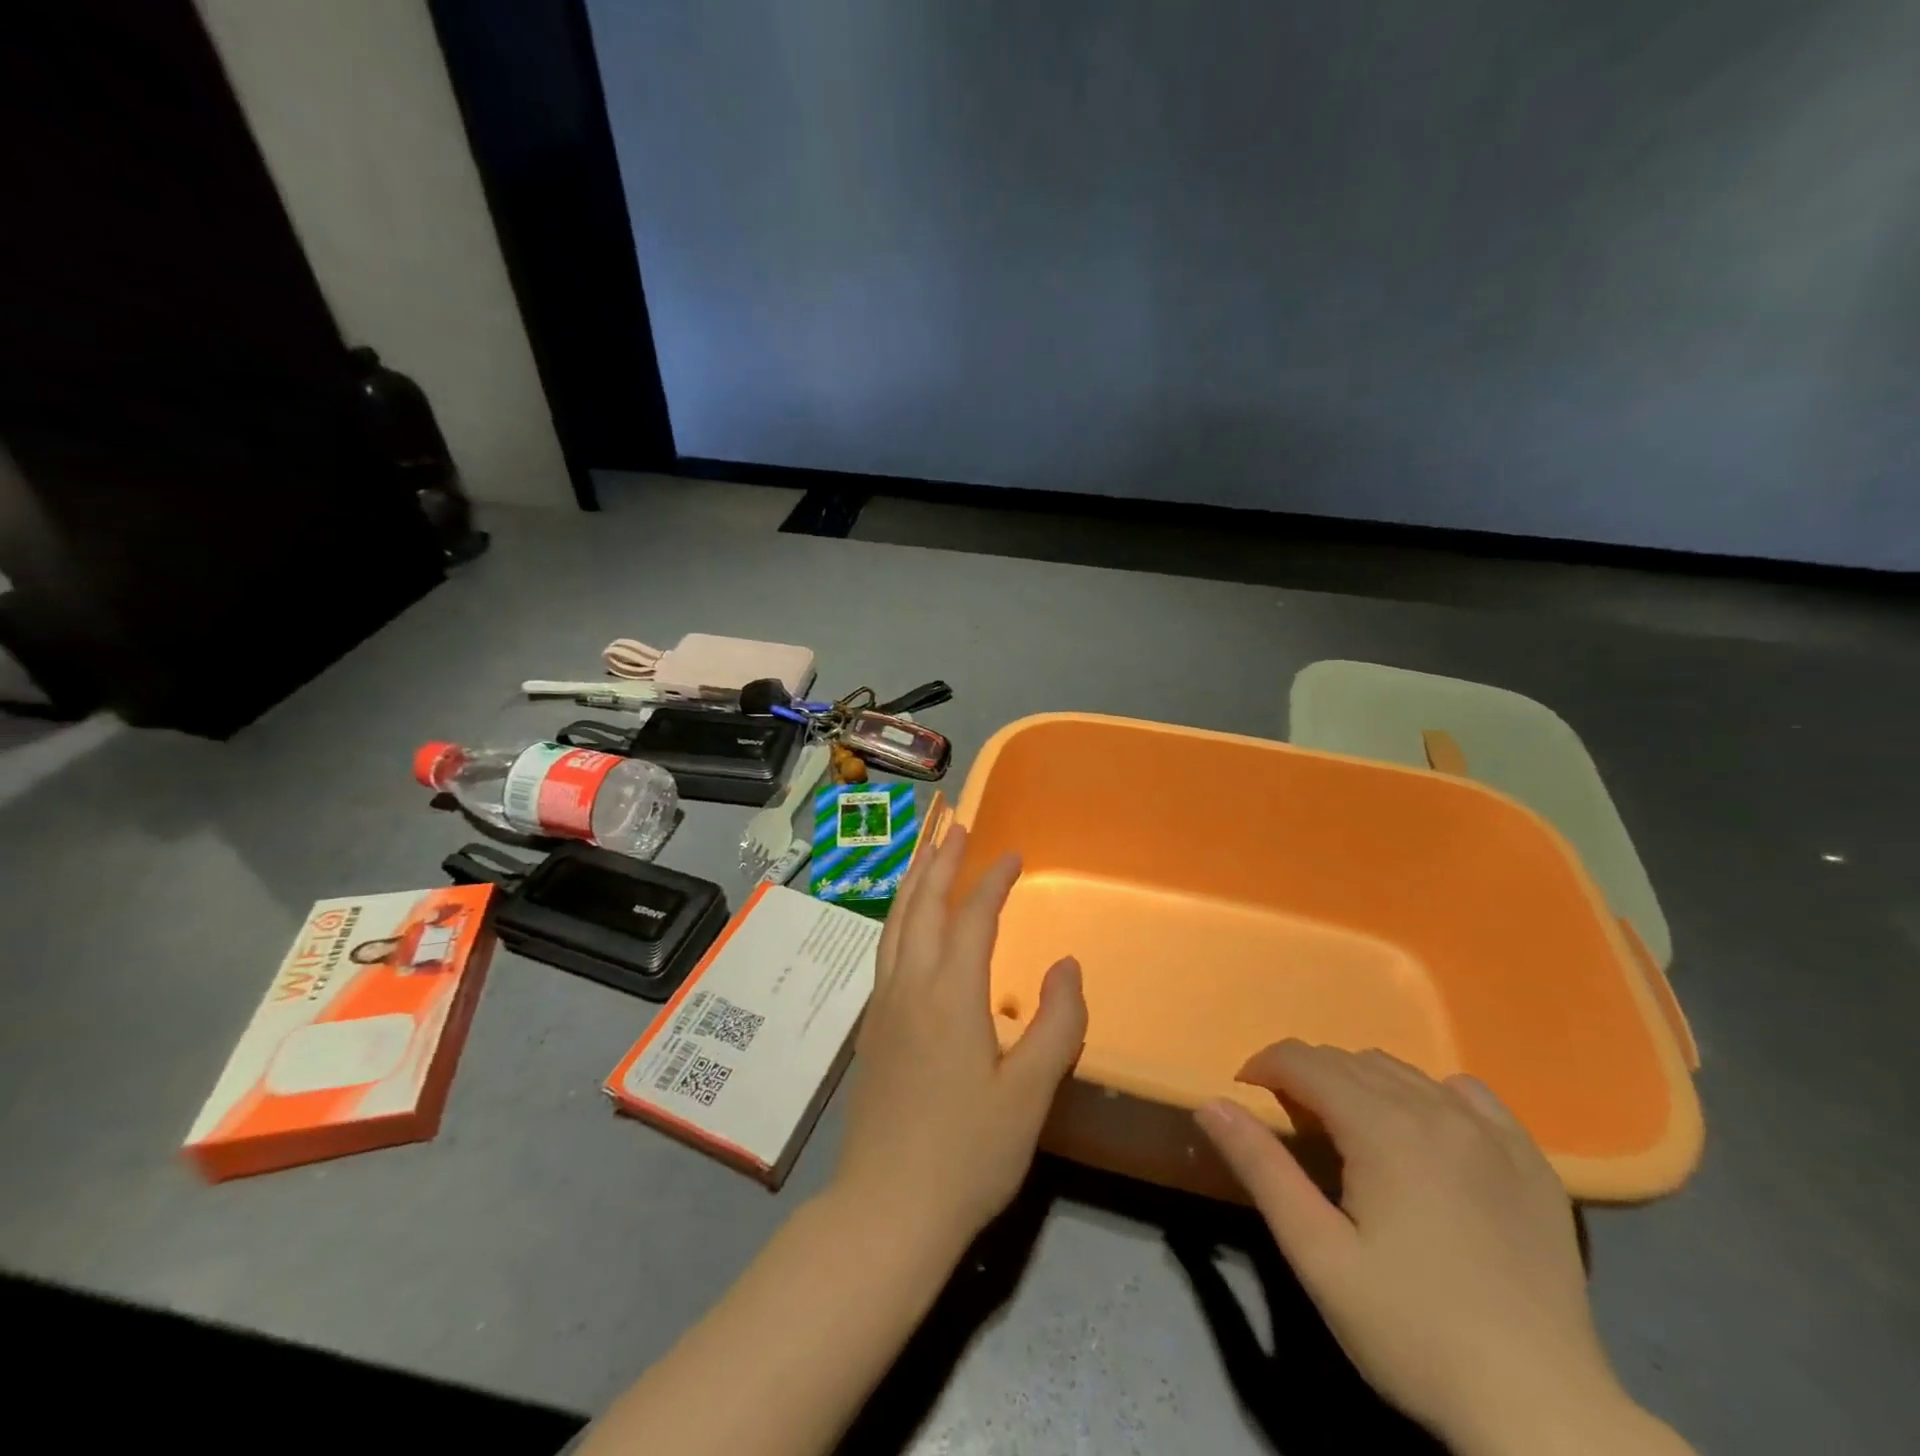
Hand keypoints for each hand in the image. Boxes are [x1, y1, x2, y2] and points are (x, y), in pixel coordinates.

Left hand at [833, 824, 1087, 1254]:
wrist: (887, 1210)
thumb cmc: (968, 1154)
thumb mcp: (1031, 1094)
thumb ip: (1057, 1023)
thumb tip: (1066, 963)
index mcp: (950, 995)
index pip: (972, 918)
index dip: (992, 881)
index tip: (1011, 854)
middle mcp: (910, 986)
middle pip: (921, 905)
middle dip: (939, 860)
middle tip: (956, 825)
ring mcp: (883, 1006)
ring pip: (894, 924)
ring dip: (912, 882)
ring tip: (926, 853)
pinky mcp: (871, 1029)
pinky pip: (884, 949)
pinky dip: (898, 917)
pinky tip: (906, 924)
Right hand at [1197, 1042, 1665, 1455]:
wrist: (1544, 1413)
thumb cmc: (1413, 1331)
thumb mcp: (1318, 1255)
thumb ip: (1262, 1168)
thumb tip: (1210, 1103)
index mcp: (1383, 1127)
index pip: (1305, 1061)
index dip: (1264, 1067)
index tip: (1245, 1095)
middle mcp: (1436, 1111)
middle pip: (1350, 1060)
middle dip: (1306, 1076)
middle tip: (1290, 1123)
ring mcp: (1491, 1134)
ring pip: (1403, 1072)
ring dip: (1360, 1083)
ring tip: (1348, 1130)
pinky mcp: (1531, 1163)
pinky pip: (1467, 1095)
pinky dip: (1429, 1094)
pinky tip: (1424, 1132)